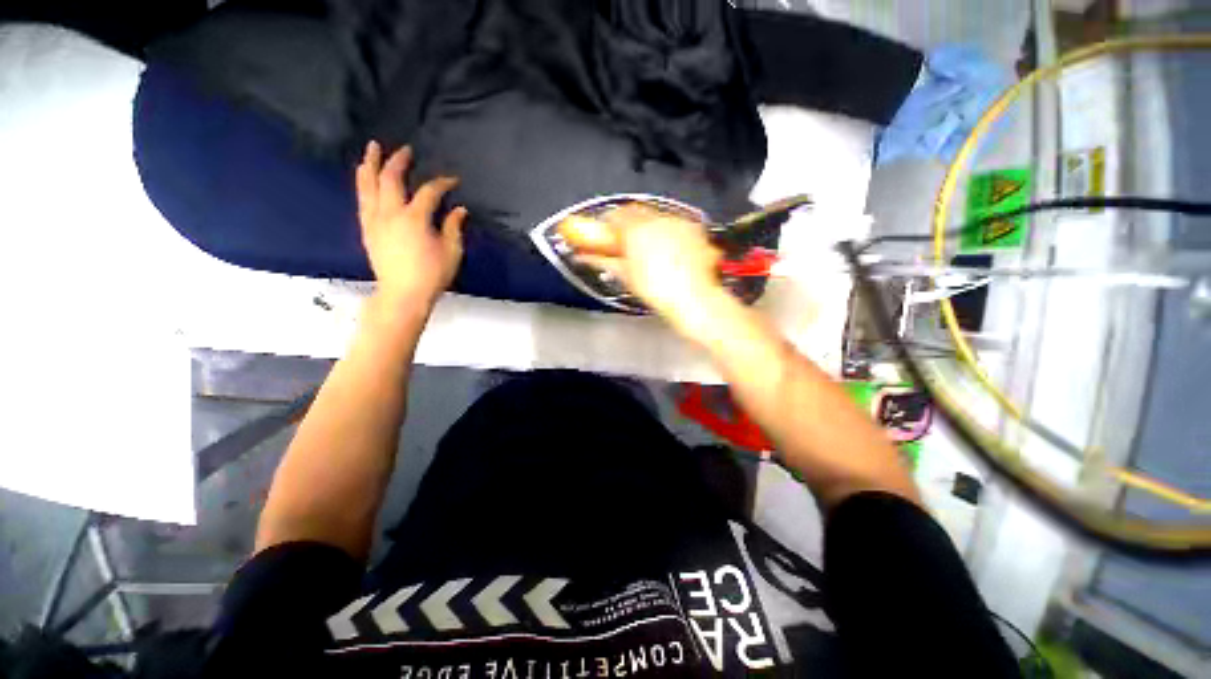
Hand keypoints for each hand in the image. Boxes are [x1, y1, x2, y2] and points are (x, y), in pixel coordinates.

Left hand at [356, 141, 466, 308]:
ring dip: (370, 164)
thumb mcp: (451, 252)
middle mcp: (390, 213)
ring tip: (372, 148)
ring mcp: (374, 220)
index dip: (442, 183)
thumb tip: (459, 210)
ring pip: (368, 185)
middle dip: (398, 161)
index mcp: (414, 218)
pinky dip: (363, 184)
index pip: (428, 192)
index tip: (453, 180)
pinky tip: (365, 178)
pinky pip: (362, 200)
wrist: (403, 294)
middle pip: (390, 179)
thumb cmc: (432, 275)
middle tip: (405, 150)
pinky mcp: (367, 229)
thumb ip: (453, 227)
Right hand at [578, 204, 727, 331]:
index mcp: (636, 229)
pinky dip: (667, 231)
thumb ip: (603, 260)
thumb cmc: (656, 290)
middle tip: (624, 240)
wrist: (693, 298)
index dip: (607, 223)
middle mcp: (658, 219)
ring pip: (656, 215)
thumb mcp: (626, 276)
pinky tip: (669, 250)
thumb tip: (584, 256)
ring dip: (648, 225)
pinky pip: (675, 223)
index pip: (615, 215)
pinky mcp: (695, 229)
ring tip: (647, 247)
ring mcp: (679, 222)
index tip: (603, 233)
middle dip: (627, 223)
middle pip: (636, 211)